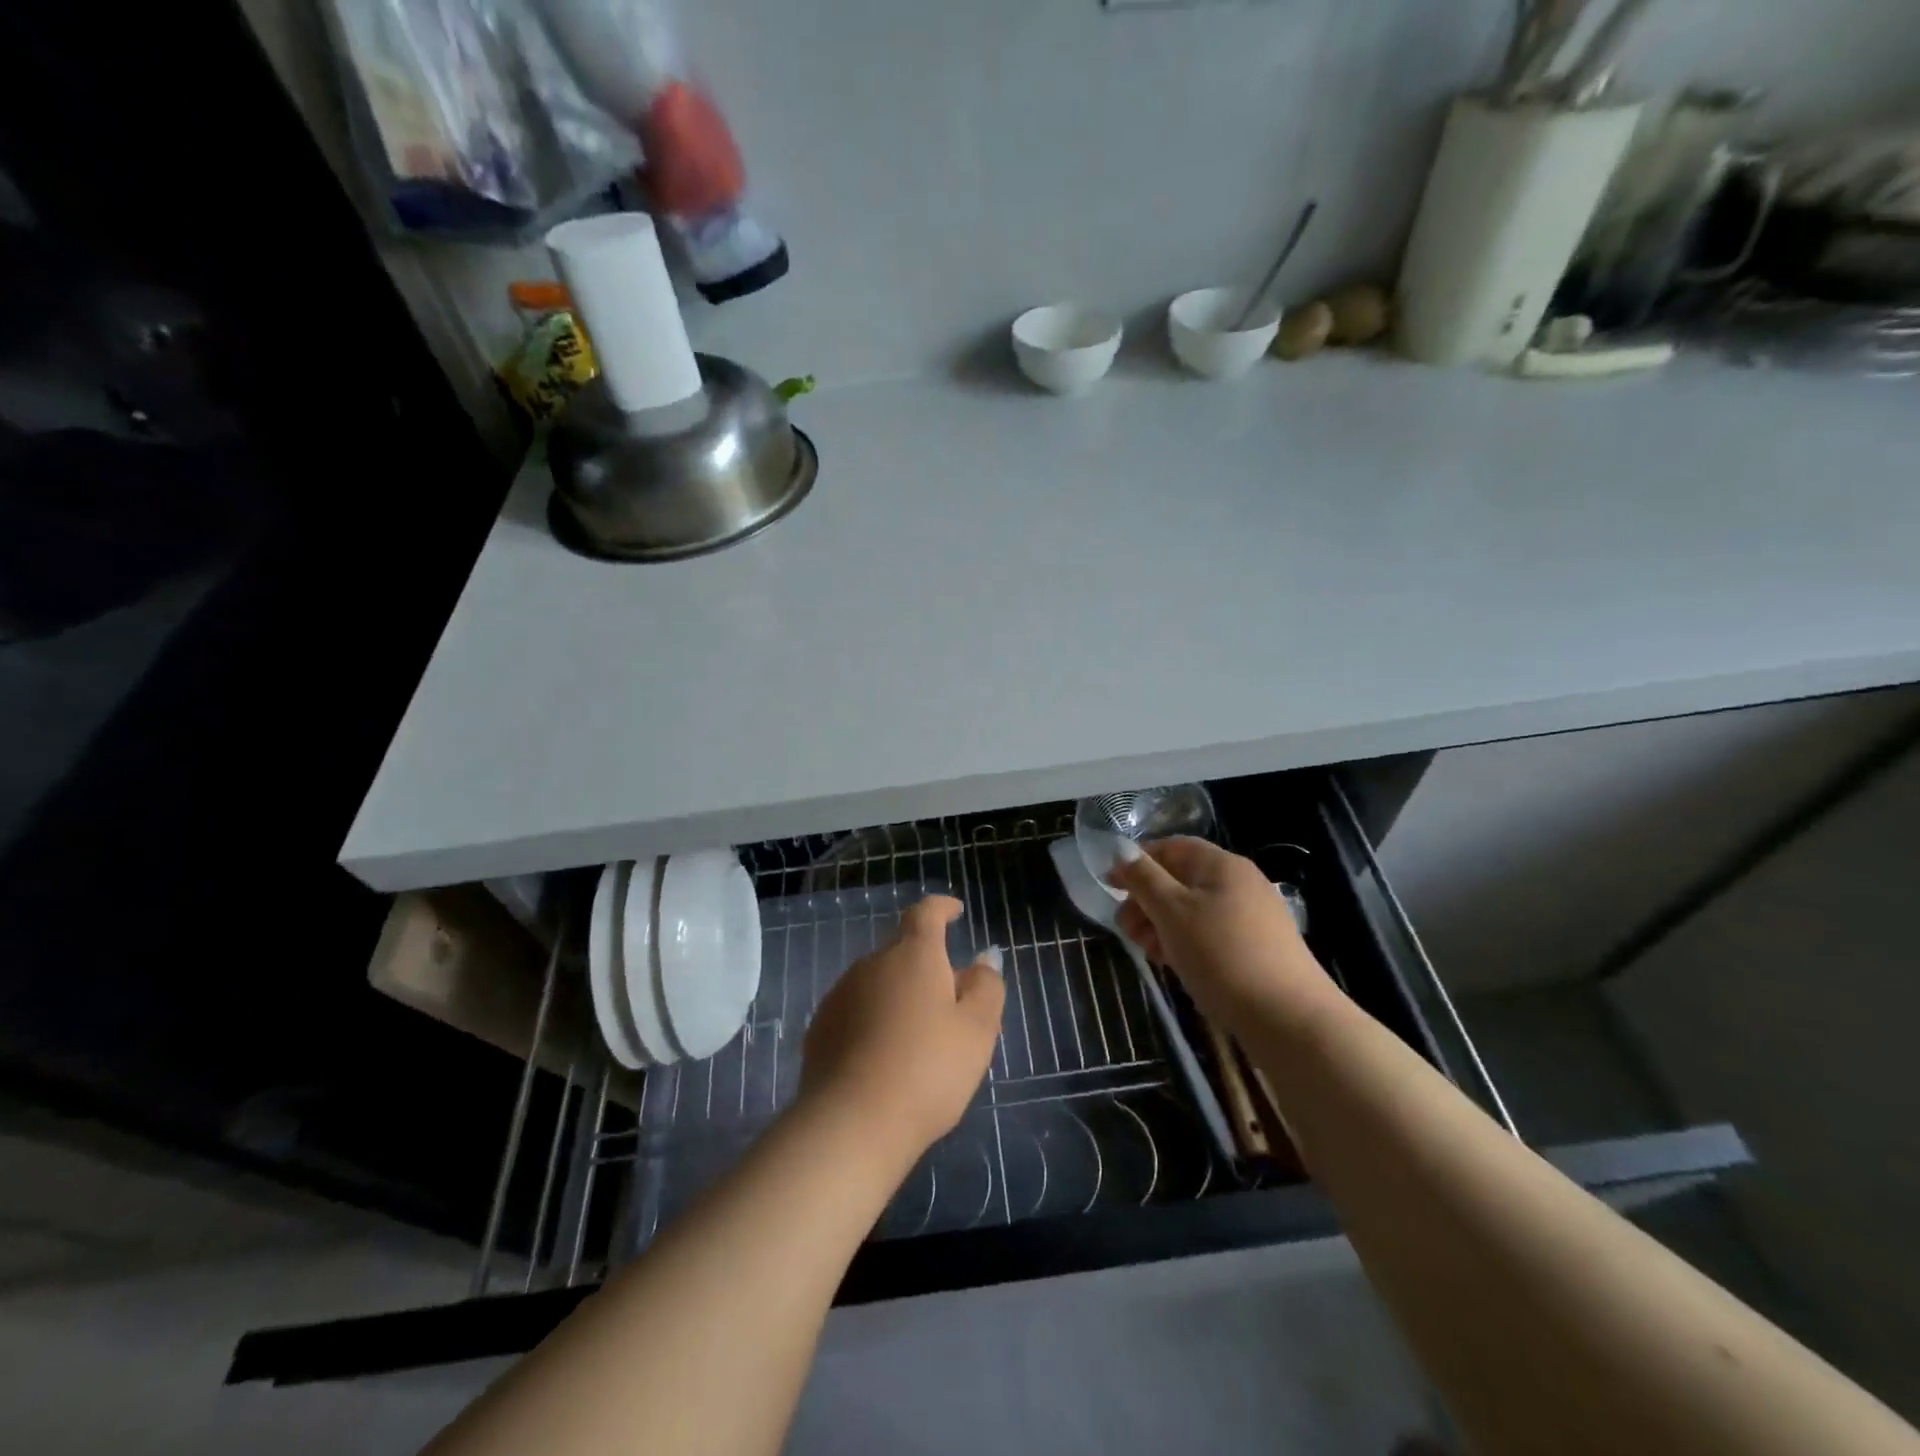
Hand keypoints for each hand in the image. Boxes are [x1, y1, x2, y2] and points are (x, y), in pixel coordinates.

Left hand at [800, 896, 1004, 1163]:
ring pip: (879, 981)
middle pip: (903, 951)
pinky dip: (874, 1020)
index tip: (954, 911)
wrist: (851, 1123)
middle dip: (927, 965)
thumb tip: (982, 960)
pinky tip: (884, 1056)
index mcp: (913, 955)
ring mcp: (841, 994)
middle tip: (950, 1000)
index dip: (941, 908)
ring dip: (899, 994)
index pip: (926, 913)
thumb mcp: (977, 1030)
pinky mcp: (820, 1027)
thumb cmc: (927, 1070)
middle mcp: (872, 963)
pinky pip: (857, 1010)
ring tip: (918, 1035)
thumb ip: (986, 987)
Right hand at [1111, 837, 1339, 1033]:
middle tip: (1127, 930)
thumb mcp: (1172, 911)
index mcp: (1221, 865)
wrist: (1288, 1018)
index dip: (1137, 862)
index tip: (1110, 886)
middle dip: (1147, 901)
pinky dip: (1187, 943)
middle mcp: (1240, 883)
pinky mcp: (1258, 948)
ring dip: (1162, 925)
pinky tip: (1176, 965)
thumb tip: (1122, 850)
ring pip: (1193, 910)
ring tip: (1150, 953)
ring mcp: (1253, 916)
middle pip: (1180, 880)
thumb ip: (1143, 878)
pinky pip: (1211, 934)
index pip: (1171, 847)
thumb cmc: (1221, 955)